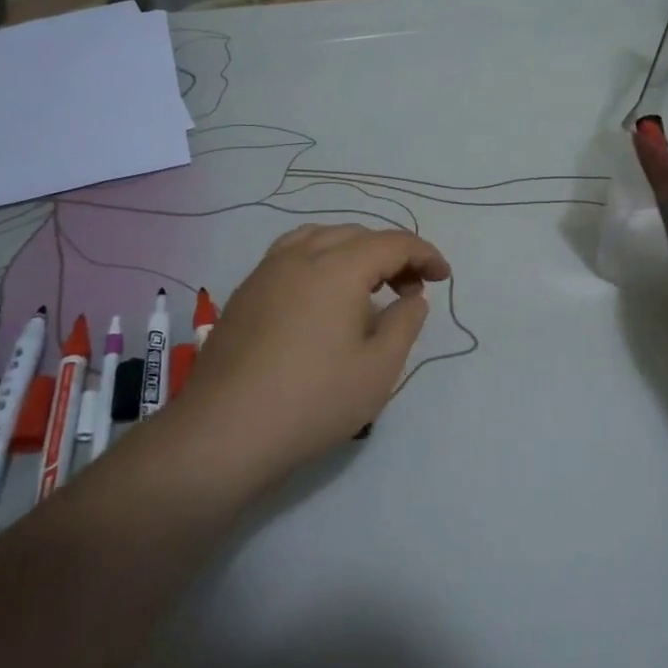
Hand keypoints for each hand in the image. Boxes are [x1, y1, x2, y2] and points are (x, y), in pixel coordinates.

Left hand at [169, 224, 451, 489]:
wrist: (224, 431)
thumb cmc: (313, 400)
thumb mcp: (379, 368)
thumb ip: (404, 324)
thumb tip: (412, 299)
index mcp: (338, 267)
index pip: (392, 243)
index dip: (424, 255)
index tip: (443, 277)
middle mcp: (300, 256)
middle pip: (356, 235)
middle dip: (391, 253)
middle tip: (412, 287)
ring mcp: (266, 271)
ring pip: (319, 238)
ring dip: (353, 251)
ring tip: (369, 284)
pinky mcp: (245, 293)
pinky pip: (292, 256)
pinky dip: (321, 260)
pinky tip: (324, 297)